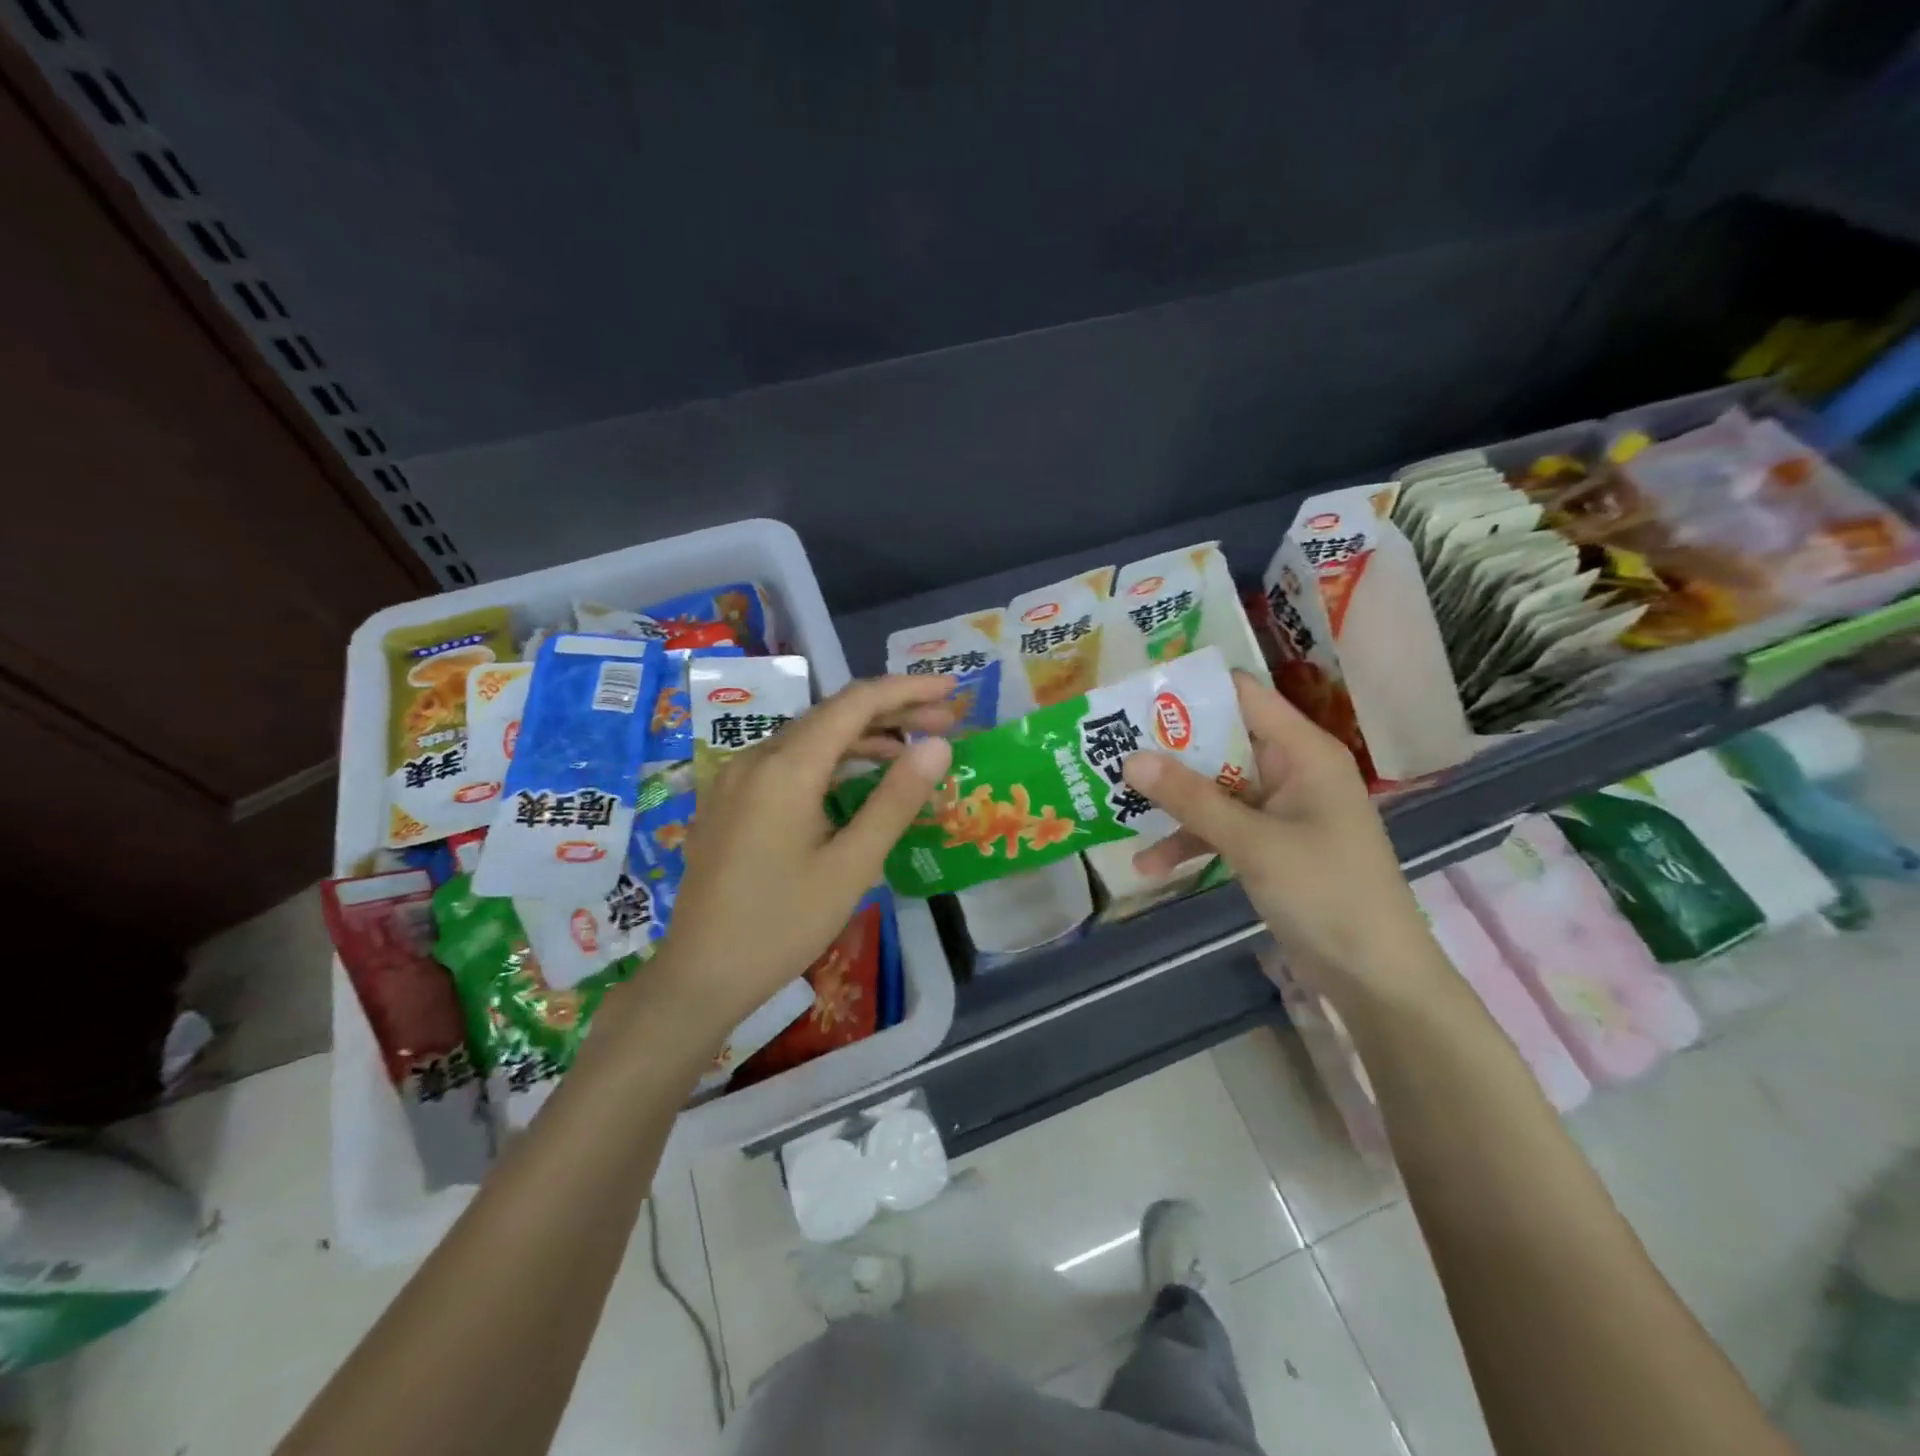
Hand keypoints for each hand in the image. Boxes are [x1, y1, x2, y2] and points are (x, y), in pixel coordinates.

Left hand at [643, 676, 955, 1037]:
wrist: (700, 974)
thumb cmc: (782, 925)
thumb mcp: (851, 866)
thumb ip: (895, 800)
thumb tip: (936, 746)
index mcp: (786, 768)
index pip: (855, 704)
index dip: (907, 690)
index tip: (951, 688)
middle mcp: (756, 758)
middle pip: (832, 715)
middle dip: (891, 712)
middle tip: (945, 721)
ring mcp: (737, 778)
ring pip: (809, 737)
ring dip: (862, 736)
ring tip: (912, 749)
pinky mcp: (731, 800)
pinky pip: (789, 761)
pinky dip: (831, 760)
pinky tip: (857, 777)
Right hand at [1122, 670, 1439, 1001]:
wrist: (1375, 976)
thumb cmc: (1326, 893)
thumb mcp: (1253, 842)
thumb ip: (1192, 799)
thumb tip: (1131, 758)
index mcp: (1302, 752)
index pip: (1243, 697)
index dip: (1193, 691)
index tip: (1136, 697)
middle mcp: (1290, 771)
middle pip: (1221, 743)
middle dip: (1168, 751)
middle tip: (1110, 749)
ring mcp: (1278, 811)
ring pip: (1214, 789)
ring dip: (1172, 802)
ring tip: (1115, 807)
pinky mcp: (1268, 845)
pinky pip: (1220, 828)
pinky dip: (1189, 840)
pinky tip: (1149, 865)